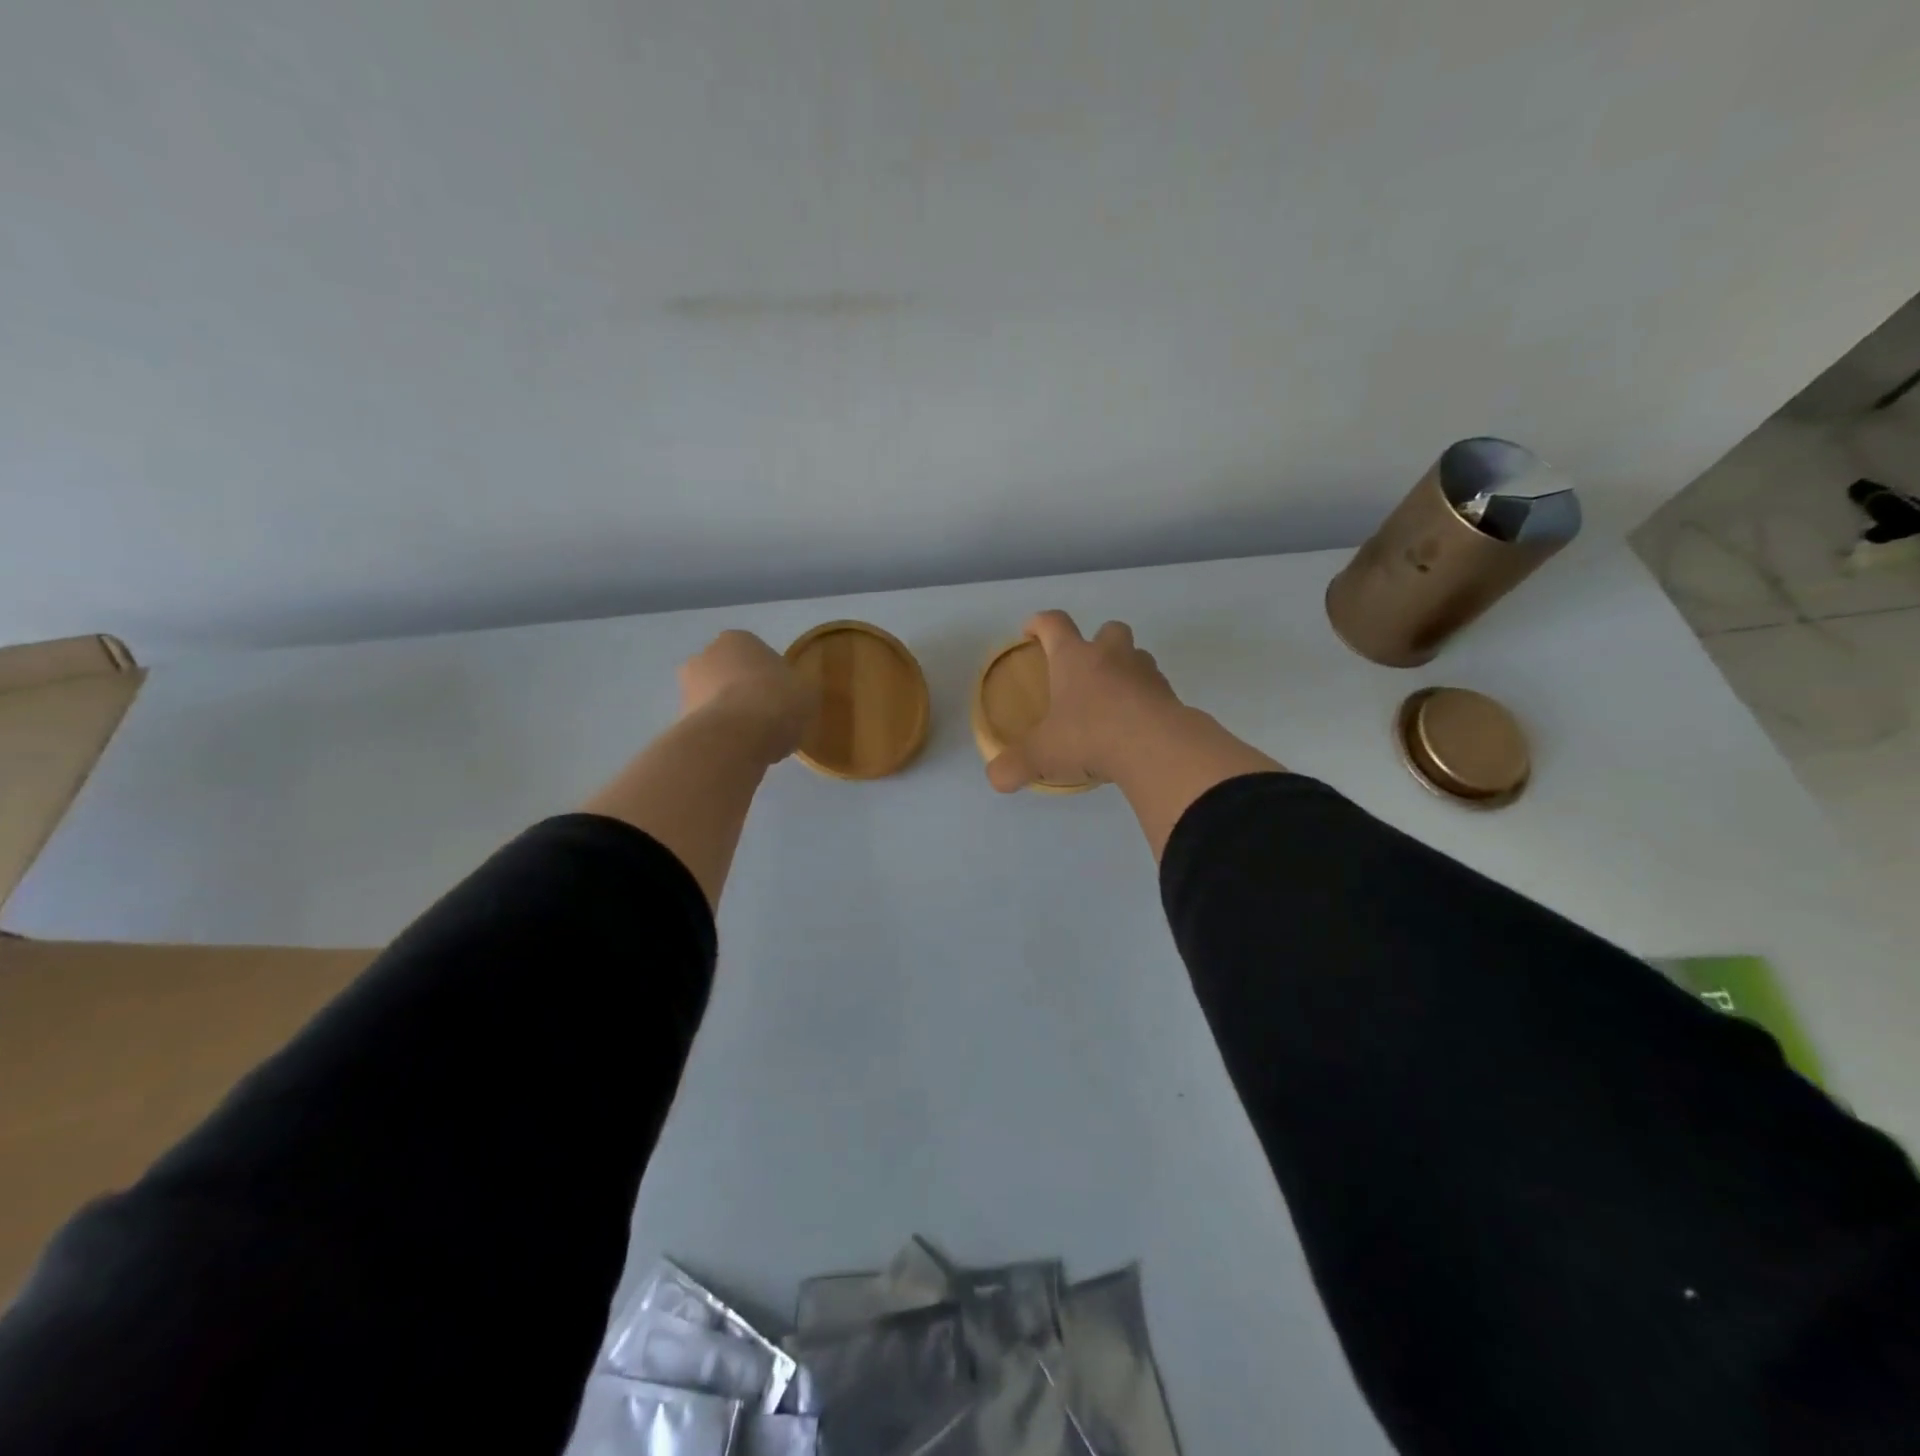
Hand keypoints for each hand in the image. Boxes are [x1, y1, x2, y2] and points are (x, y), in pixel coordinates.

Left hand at [678, 631, 818, 764]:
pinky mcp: (680, 720)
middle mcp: (704, 656)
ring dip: (730, 716)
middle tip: (768, 719)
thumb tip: (793, 695)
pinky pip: (708, 726)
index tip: (784, 698)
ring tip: (756, 741)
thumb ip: (797, 688)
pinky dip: (721, 737)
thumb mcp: (806, 692)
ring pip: (716, 701)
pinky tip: (740, 752)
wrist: (734, 738)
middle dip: (743, 693)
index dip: (772, 677)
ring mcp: (686, 688)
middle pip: (730, 675)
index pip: (757, 655)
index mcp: (737, 639)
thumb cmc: (775, 701)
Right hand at [985, 611, 1183, 792]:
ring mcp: (1146, 673)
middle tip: (1085, 669)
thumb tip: (996, 777)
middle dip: (1097, 641)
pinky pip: (1156, 689)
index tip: (1031, 631)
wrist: (1156, 748)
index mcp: (1074, 658)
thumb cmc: (1090, 737)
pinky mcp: (1171, 696)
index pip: (1054, 624)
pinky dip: (1145, 700)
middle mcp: (1111, 656)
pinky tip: (1135, 726)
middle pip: (1108, 629)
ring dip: (1125, 669)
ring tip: (1112, 700)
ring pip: (1137, 657)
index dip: (1039, 623)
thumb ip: (1014, 765)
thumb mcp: (1042, 755)